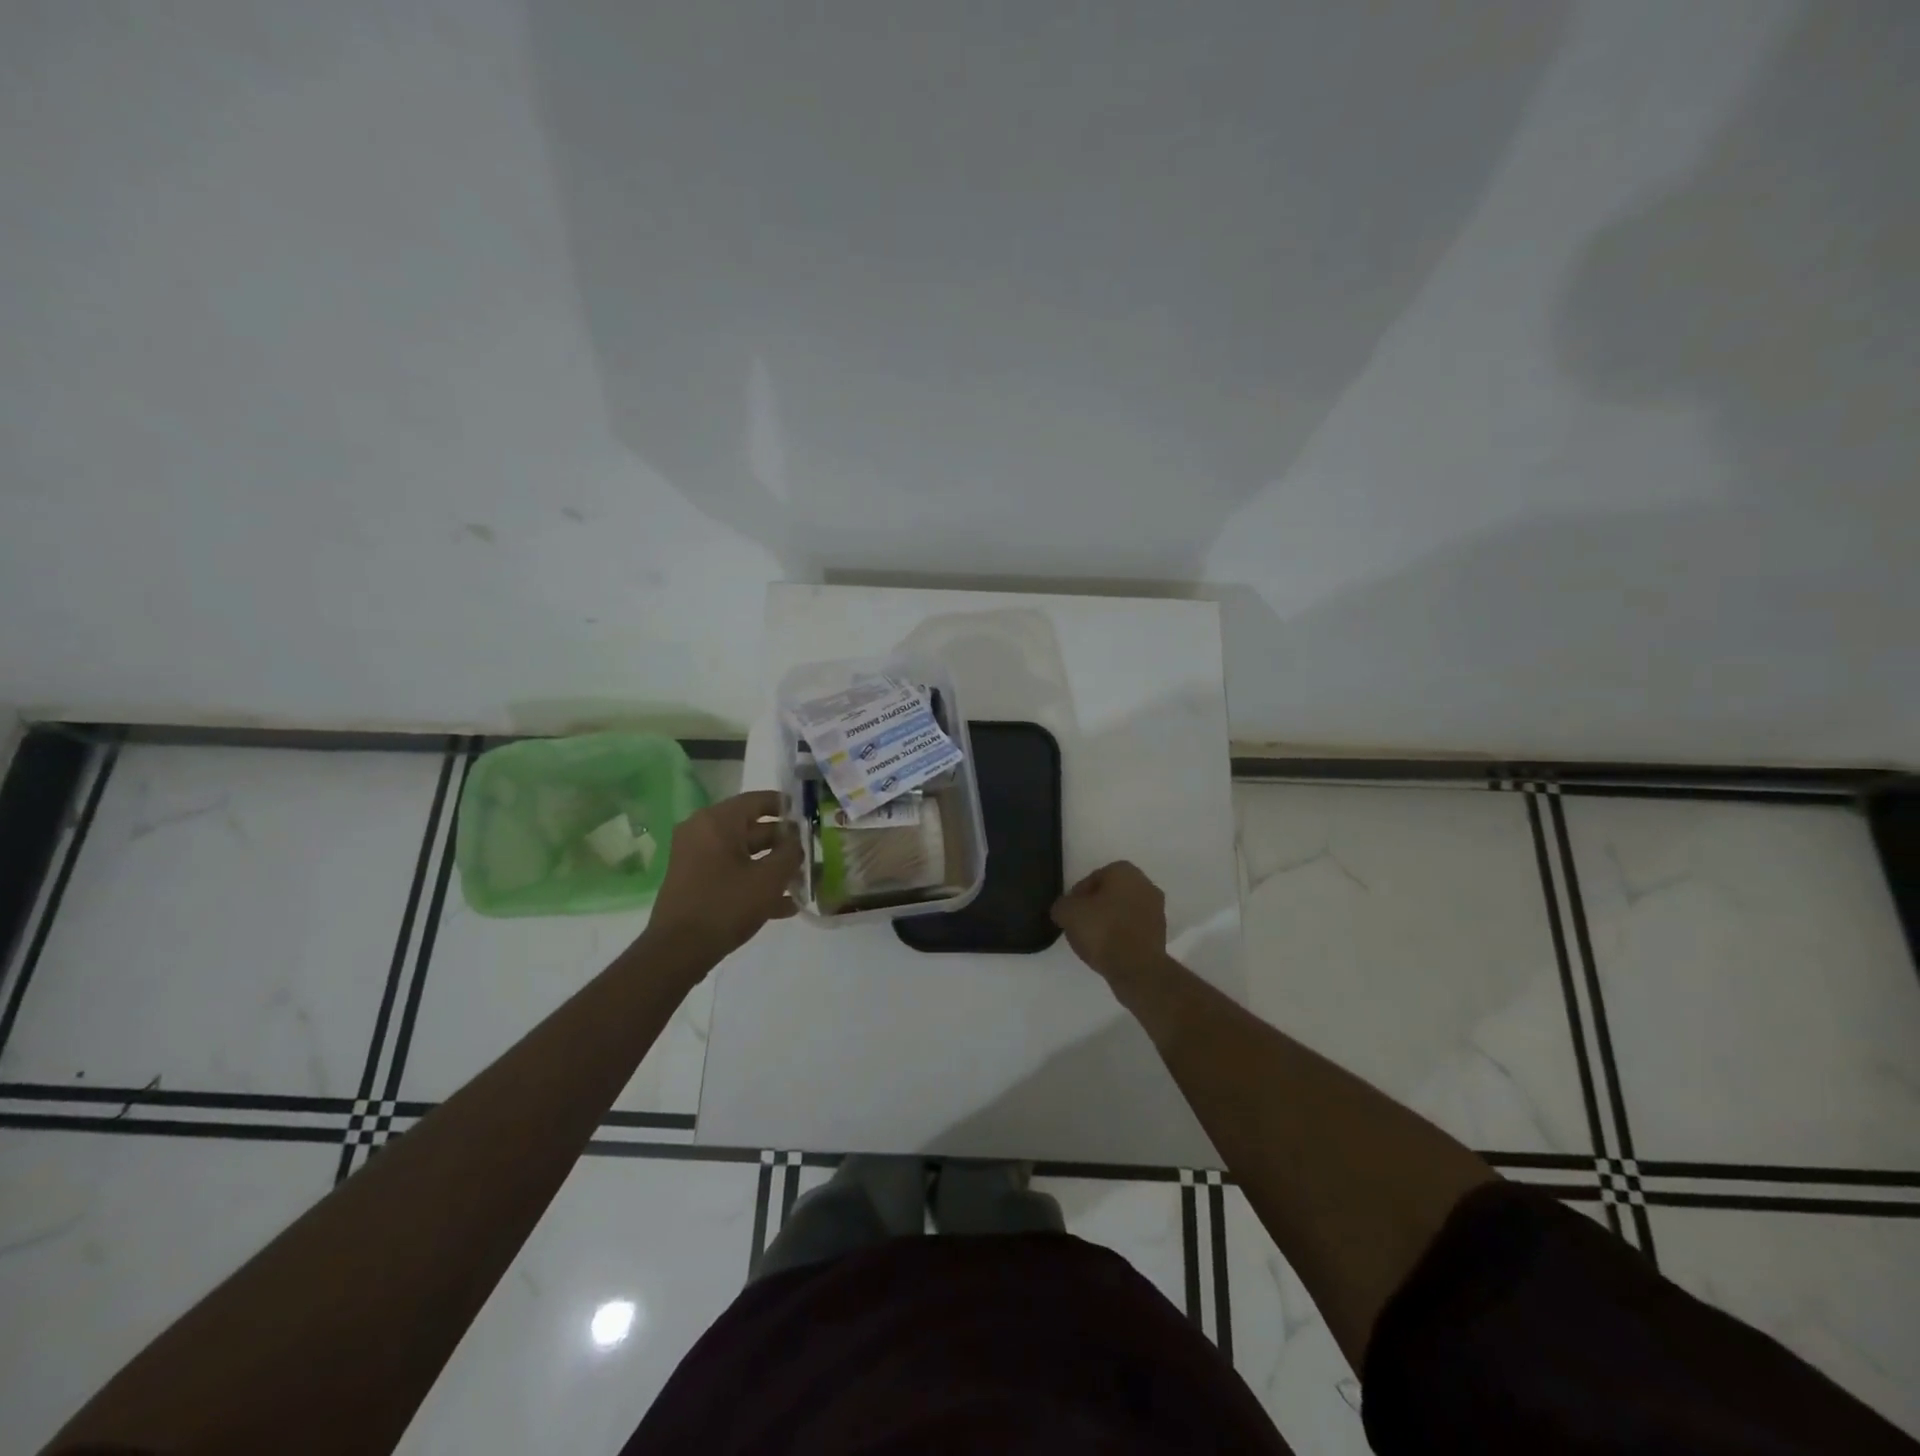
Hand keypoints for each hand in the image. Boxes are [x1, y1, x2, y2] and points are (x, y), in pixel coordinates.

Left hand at [645, 791, 800, 964]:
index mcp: (717, 821)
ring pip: (744, 853)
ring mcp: (696, 858)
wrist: (678, 951)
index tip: (810, 816)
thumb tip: (798, 840)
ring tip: (802, 882)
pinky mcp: (695, 882)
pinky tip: (784, 905)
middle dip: (783, 843)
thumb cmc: (726, 905)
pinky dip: (754, 882)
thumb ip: (790, 853)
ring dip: (773, 866)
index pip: (758, 800)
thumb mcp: (769, 879)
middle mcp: (702, 832)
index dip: (787, 806)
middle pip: (752, 828)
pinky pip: (731, 872)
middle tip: (811, 853)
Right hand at [1051, 861, 1167, 988]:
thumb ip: (1062, 905)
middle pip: (1111, 894)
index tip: (1070, 912)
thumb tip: (1064, 910)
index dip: (1078, 895)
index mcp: (1125, 871)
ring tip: (1093, 940)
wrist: (1137, 968)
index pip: (1093, 878)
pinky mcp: (1161, 934)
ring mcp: (1157, 910)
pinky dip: (1122, 935)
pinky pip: (1133, 929)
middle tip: (1080, 924)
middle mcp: (1145, 885)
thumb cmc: (1102, 930)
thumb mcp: (1067, 913)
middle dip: (1095, 907)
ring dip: (1110, 921)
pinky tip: (1109, 950)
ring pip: (1124, 911)